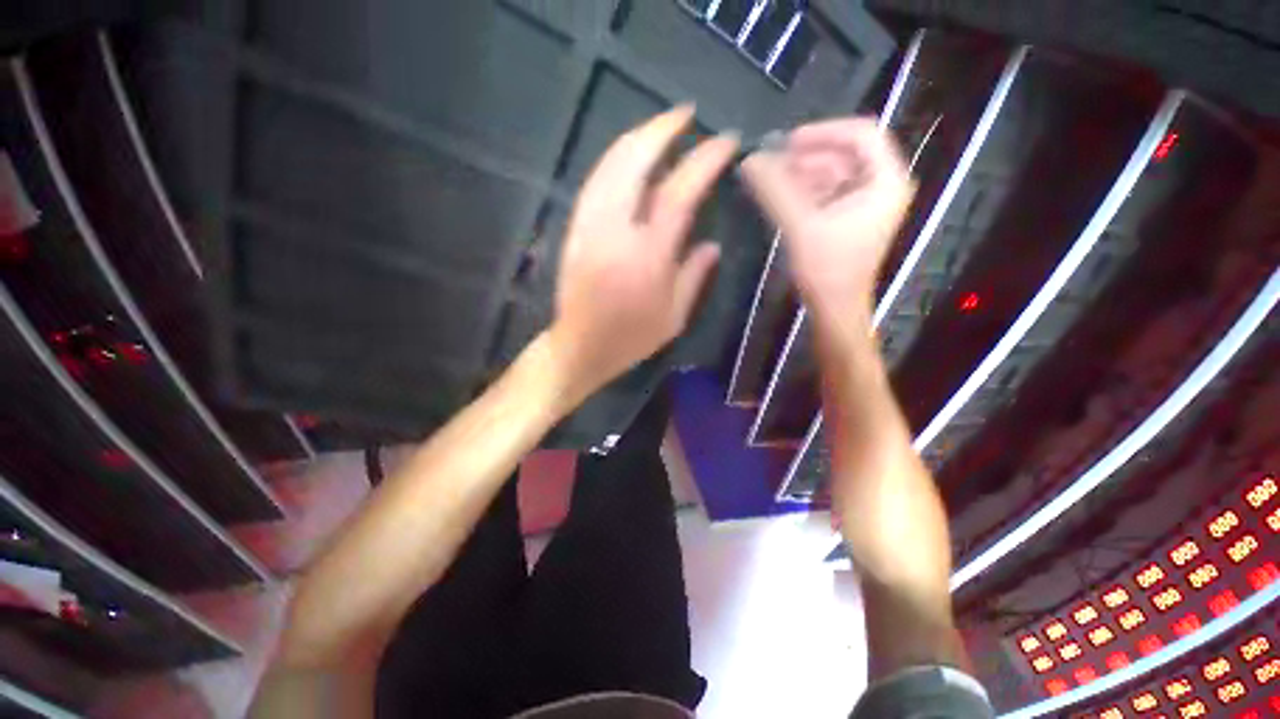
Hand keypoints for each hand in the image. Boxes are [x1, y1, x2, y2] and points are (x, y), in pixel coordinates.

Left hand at [545, 106, 738, 401]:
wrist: (579, 347)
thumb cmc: (630, 339)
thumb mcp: (674, 317)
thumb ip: (694, 276)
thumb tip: (712, 243)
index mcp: (648, 257)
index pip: (679, 192)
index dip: (704, 160)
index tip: (725, 142)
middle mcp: (615, 232)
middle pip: (634, 160)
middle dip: (662, 128)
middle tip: (687, 114)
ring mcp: (588, 226)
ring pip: (610, 165)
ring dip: (637, 137)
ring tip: (661, 127)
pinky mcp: (574, 229)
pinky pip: (595, 182)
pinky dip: (615, 160)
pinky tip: (630, 157)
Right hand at [740, 119, 913, 323]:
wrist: (834, 308)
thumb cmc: (827, 269)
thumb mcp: (800, 226)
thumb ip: (775, 191)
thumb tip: (749, 160)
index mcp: (885, 181)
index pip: (861, 134)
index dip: (823, 132)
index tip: (787, 142)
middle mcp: (882, 186)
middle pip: (844, 154)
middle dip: (806, 158)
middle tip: (771, 165)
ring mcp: (866, 203)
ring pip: (833, 174)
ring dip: (801, 175)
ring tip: (770, 182)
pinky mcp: (850, 218)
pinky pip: (827, 193)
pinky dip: (804, 192)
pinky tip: (780, 197)